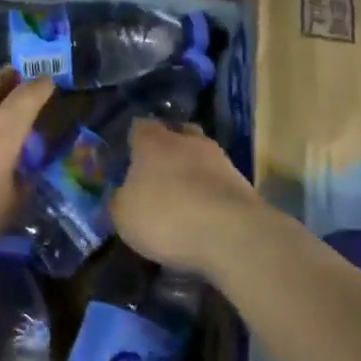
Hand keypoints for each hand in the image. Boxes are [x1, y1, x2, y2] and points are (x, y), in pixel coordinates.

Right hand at [110, 119, 264, 276]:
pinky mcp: (241, 181)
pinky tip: (206, 212)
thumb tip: (120, 194)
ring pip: (201, 154)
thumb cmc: (167, 217)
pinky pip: (219, 179)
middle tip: (158, 173)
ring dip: (193, 169)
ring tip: (185, 195)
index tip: (129, 158)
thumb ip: (119, 200)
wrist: (231, 234)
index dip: (134, 141)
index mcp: (153, 141)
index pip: (140, 127)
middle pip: (175, 134)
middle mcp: (186, 140)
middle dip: (168, 149)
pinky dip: (211, 190)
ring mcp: (218, 158)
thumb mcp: (125, 217)